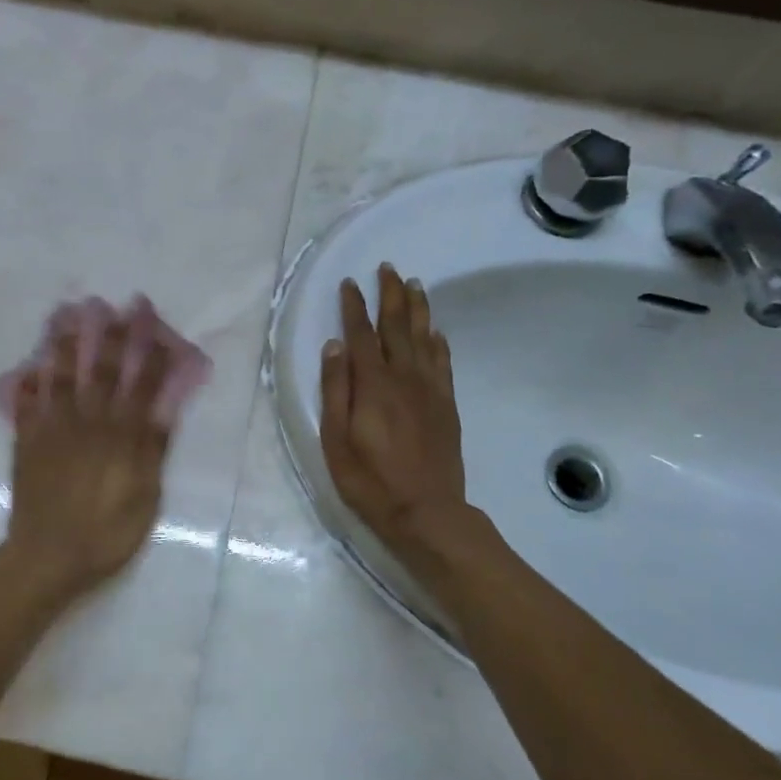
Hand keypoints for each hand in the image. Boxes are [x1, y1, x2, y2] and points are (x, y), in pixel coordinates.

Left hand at [2, 313, 174, 605]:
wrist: (47, 557)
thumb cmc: (106, 534)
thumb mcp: (145, 498)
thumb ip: (152, 450)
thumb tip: (165, 408)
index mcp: (120, 436)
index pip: (140, 383)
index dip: (148, 349)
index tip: (150, 317)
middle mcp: (87, 423)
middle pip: (100, 370)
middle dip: (110, 335)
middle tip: (113, 303)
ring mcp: (52, 430)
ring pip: (59, 377)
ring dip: (63, 344)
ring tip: (65, 313)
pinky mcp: (27, 443)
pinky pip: (25, 406)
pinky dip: (25, 385)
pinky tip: (25, 367)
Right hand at [320, 264, 468, 554]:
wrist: (426, 511)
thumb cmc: (370, 480)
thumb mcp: (336, 440)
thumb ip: (335, 390)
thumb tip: (334, 347)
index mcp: (373, 385)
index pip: (361, 335)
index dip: (354, 307)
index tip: (349, 283)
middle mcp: (404, 378)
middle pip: (397, 327)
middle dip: (390, 296)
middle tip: (388, 268)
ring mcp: (430, 390)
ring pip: (424, 338)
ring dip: (418, 309)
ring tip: (414, 285)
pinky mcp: (446, 405)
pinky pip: (443, 362)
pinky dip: (438, 342)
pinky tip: (435, 331)